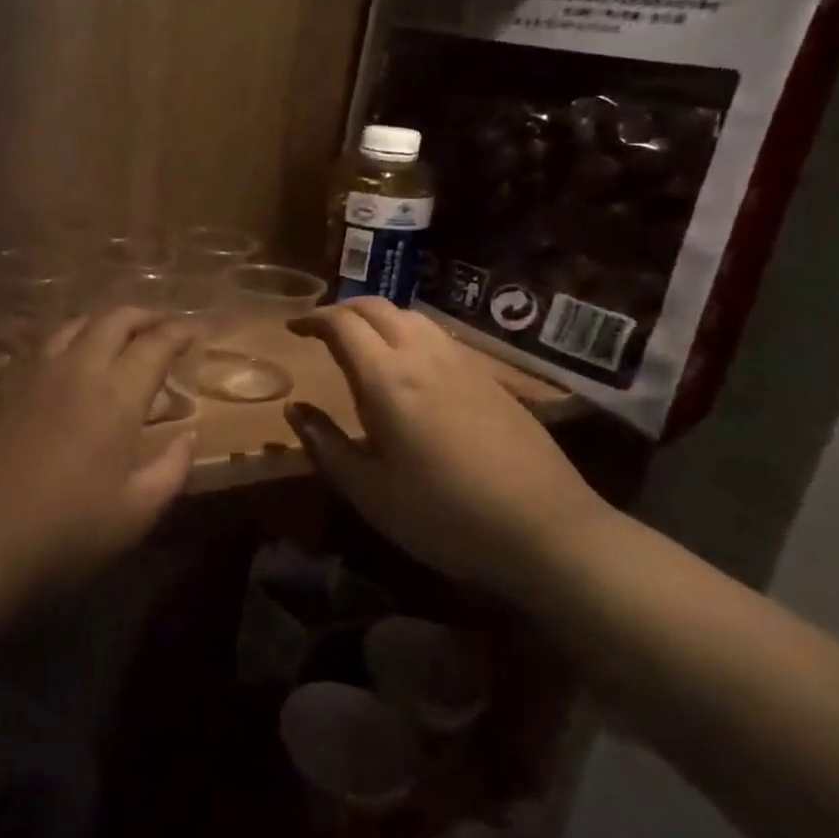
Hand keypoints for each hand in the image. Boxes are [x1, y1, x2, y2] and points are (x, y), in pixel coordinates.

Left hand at [0, 309, 197, 592]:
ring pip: (73, 325)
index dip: (179, 332)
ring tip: (116, 339)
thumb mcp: (134, 514)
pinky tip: (67, 367)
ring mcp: (31, 373)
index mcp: (115, 395)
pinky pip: (41, 347)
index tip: (195, 331)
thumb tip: (189, 435)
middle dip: (143, 316)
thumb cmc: (62, 533)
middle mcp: (75, 369)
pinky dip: (68, 343)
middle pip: (113, 319)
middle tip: (161, 327)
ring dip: (102, 324)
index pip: (155, 344)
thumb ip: (171, 469)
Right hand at [283, 299, 604, 592]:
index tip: (293, 330)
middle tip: (321, 330)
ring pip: (411, 316)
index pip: (342, 324)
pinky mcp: (490, 378)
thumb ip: (325, 443)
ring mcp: (462, 364)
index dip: (313, 319)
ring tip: (361, 342)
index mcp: (387, 379)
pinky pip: (438, 336)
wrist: (545, 530)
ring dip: (377, 318)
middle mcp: (423, 357)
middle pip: (377, 307)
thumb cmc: (442, 514)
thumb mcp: (368, 490)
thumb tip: (295, 409)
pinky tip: (409, 365)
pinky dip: (408, 333)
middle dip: (342, 310)